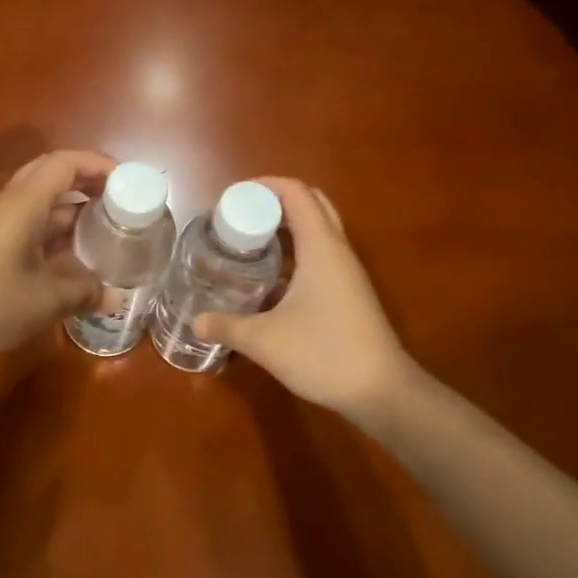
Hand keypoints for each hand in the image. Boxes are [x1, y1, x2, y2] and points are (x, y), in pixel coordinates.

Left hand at [0, 150, 113, 362]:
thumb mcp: (44, 301)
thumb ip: (82, 293)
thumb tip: (113, 297)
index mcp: (23, 204)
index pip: (64, 163)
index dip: (97, 163)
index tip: (126, 178)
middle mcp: (9, 206)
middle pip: (50, 175)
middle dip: (86, 180)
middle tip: (117, 198)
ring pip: (39, 202)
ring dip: (70, 208)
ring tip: (103, 227)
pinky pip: (28, 224)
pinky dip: (54, 231)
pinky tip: (71, 256)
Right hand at [195, 178, 420, 421]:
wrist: (381, 392)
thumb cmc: (324, 354)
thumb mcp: (265, 341)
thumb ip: (227, 327)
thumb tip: (196, 321)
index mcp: (321, 248)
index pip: (297, 194)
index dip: (265, 185)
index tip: (233, 196)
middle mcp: (338, 251)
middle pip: (312, 204)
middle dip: (276, 201)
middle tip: (241, 216)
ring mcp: (348, 272)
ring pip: (319, 230)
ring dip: (287, 226)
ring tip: (249, 241)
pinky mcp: (350, 292)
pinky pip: (322, 254)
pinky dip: (296, 250)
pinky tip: (271, 276)